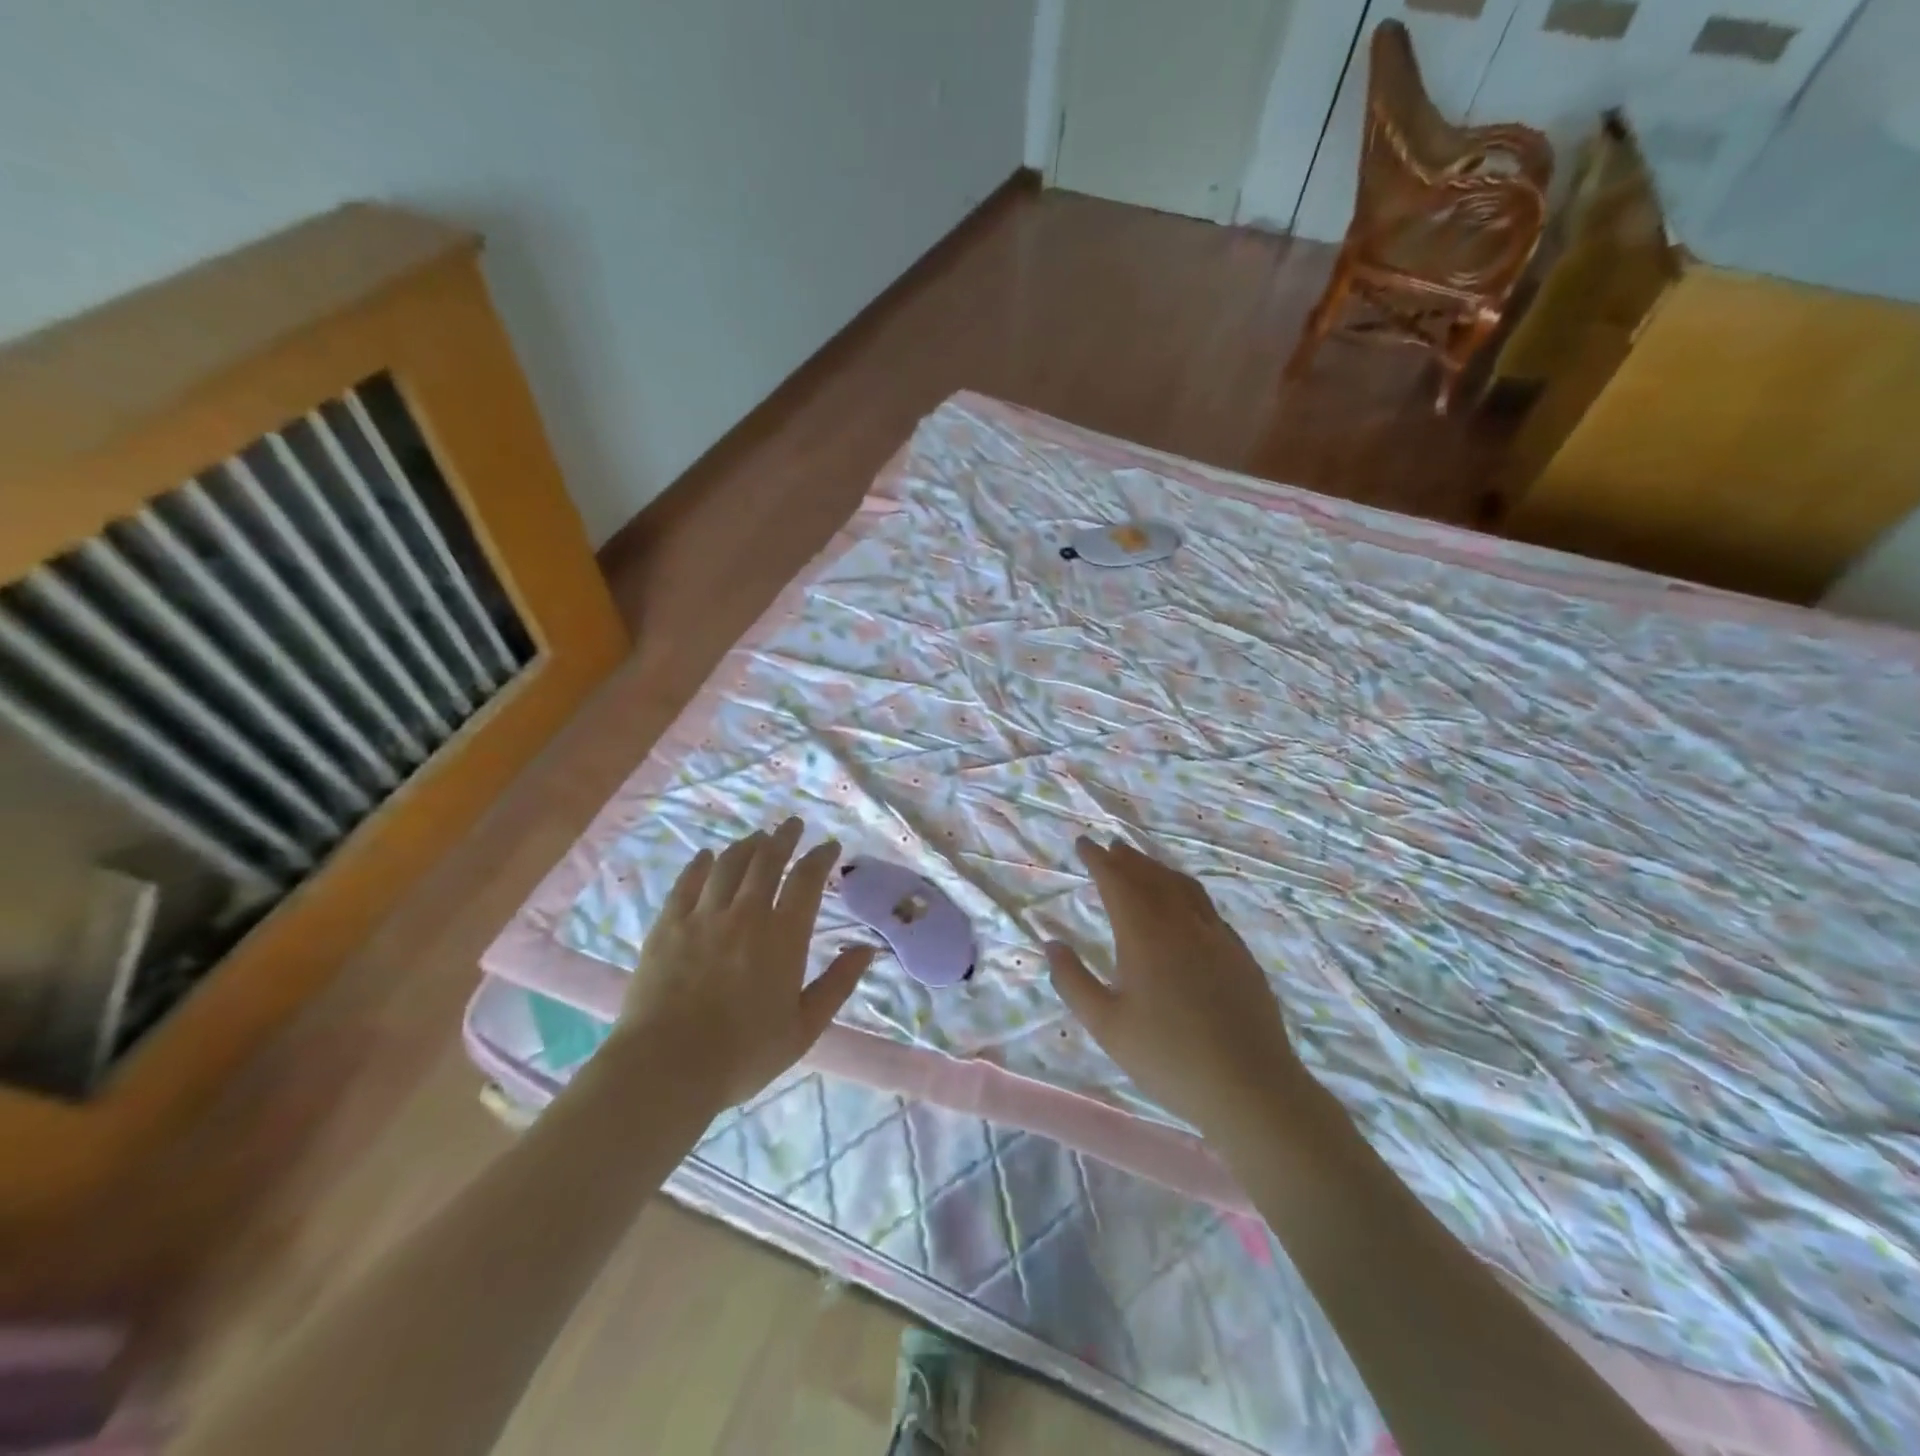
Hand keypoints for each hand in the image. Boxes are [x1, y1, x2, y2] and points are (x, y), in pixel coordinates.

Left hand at [619, 818, 873, 1110]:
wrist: (666, 1068)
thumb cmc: (744, 1054)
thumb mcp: (804, 1027)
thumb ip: (838, 984)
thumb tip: (867, 949)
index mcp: (783, 936)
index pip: (807, 880)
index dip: (820, 857)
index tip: (829, 846)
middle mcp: (745, 914)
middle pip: (767, 860)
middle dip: (784, 838)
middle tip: (792, 825)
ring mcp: (702, 916)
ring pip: (729, 864)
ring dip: (747, 845)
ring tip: (757, 838)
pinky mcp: (668, 926)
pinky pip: (687, 882)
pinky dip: (701, 864)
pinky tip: (707, 856)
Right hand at [1046, 837, 1305, 1139]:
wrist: (1250, 1087)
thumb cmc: (1168, 1058)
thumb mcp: (1107, 1026)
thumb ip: (1073, 981)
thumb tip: (1052, 944)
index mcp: (1145, 936)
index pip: (1117, 882)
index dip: (1098, 860)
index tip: (1083, 843)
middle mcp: (1181, 924)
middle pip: (1151, 877)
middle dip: (1127, 859)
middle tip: (1110, 848)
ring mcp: (1216, 936)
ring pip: (1183, 887)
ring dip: (1158, 869)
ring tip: (1143, 866)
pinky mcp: (1240, 954)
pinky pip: (1206, 907)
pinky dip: (1185, 892)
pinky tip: (1184, 906)